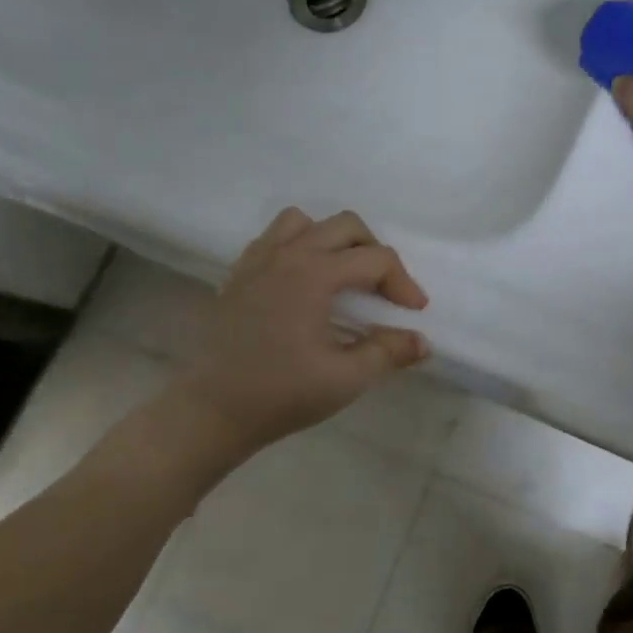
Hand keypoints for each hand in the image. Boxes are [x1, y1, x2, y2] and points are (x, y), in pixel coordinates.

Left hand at [148, 209, 430, 466]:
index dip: (403, 283)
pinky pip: (274, 238)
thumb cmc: (281, 394)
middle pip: (345, 225)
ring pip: (304, 222)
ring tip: (342, 276)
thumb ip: (388, 352)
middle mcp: (287, 255)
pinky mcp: (239, 274)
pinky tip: (304, 283)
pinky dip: (298, 247)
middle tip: (384, 290)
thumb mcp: (346, 379)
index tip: (414, 312)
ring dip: (332, 240)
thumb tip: (421, 341)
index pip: (376, 259)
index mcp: (314, 274)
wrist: (211, 411)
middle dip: (374, 252)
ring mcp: (258, 261)